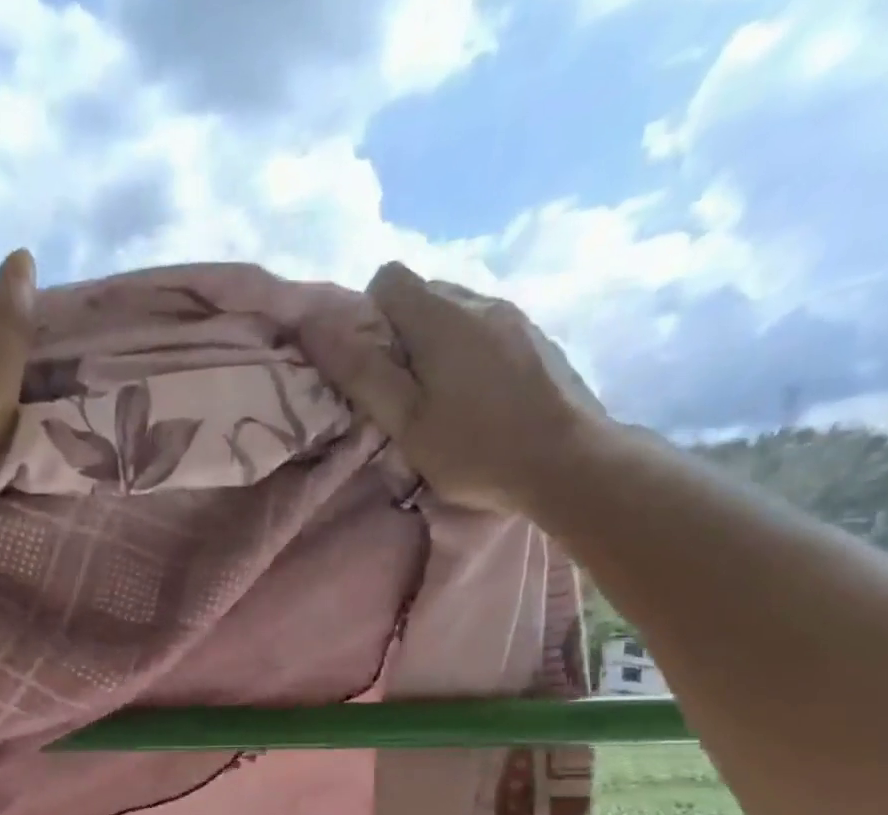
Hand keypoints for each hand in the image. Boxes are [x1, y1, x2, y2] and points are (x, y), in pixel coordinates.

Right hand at [301, 262, 609, 514]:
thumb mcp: (406, 421)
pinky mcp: (538, 340)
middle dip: (401, 335)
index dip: (368, 317)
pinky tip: (479, 400)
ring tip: (442, 401)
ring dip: (437, 346)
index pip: (388, 279)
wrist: (571, 463)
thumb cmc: (477, 449)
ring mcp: (515, 318)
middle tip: (403, 394)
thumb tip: (316, 326)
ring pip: (457, 314)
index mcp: (441, 316)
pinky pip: (487, 331)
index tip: (373, 367)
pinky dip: (470, 355)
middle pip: (422, 295)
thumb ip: (362, 373)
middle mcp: (479, 301)